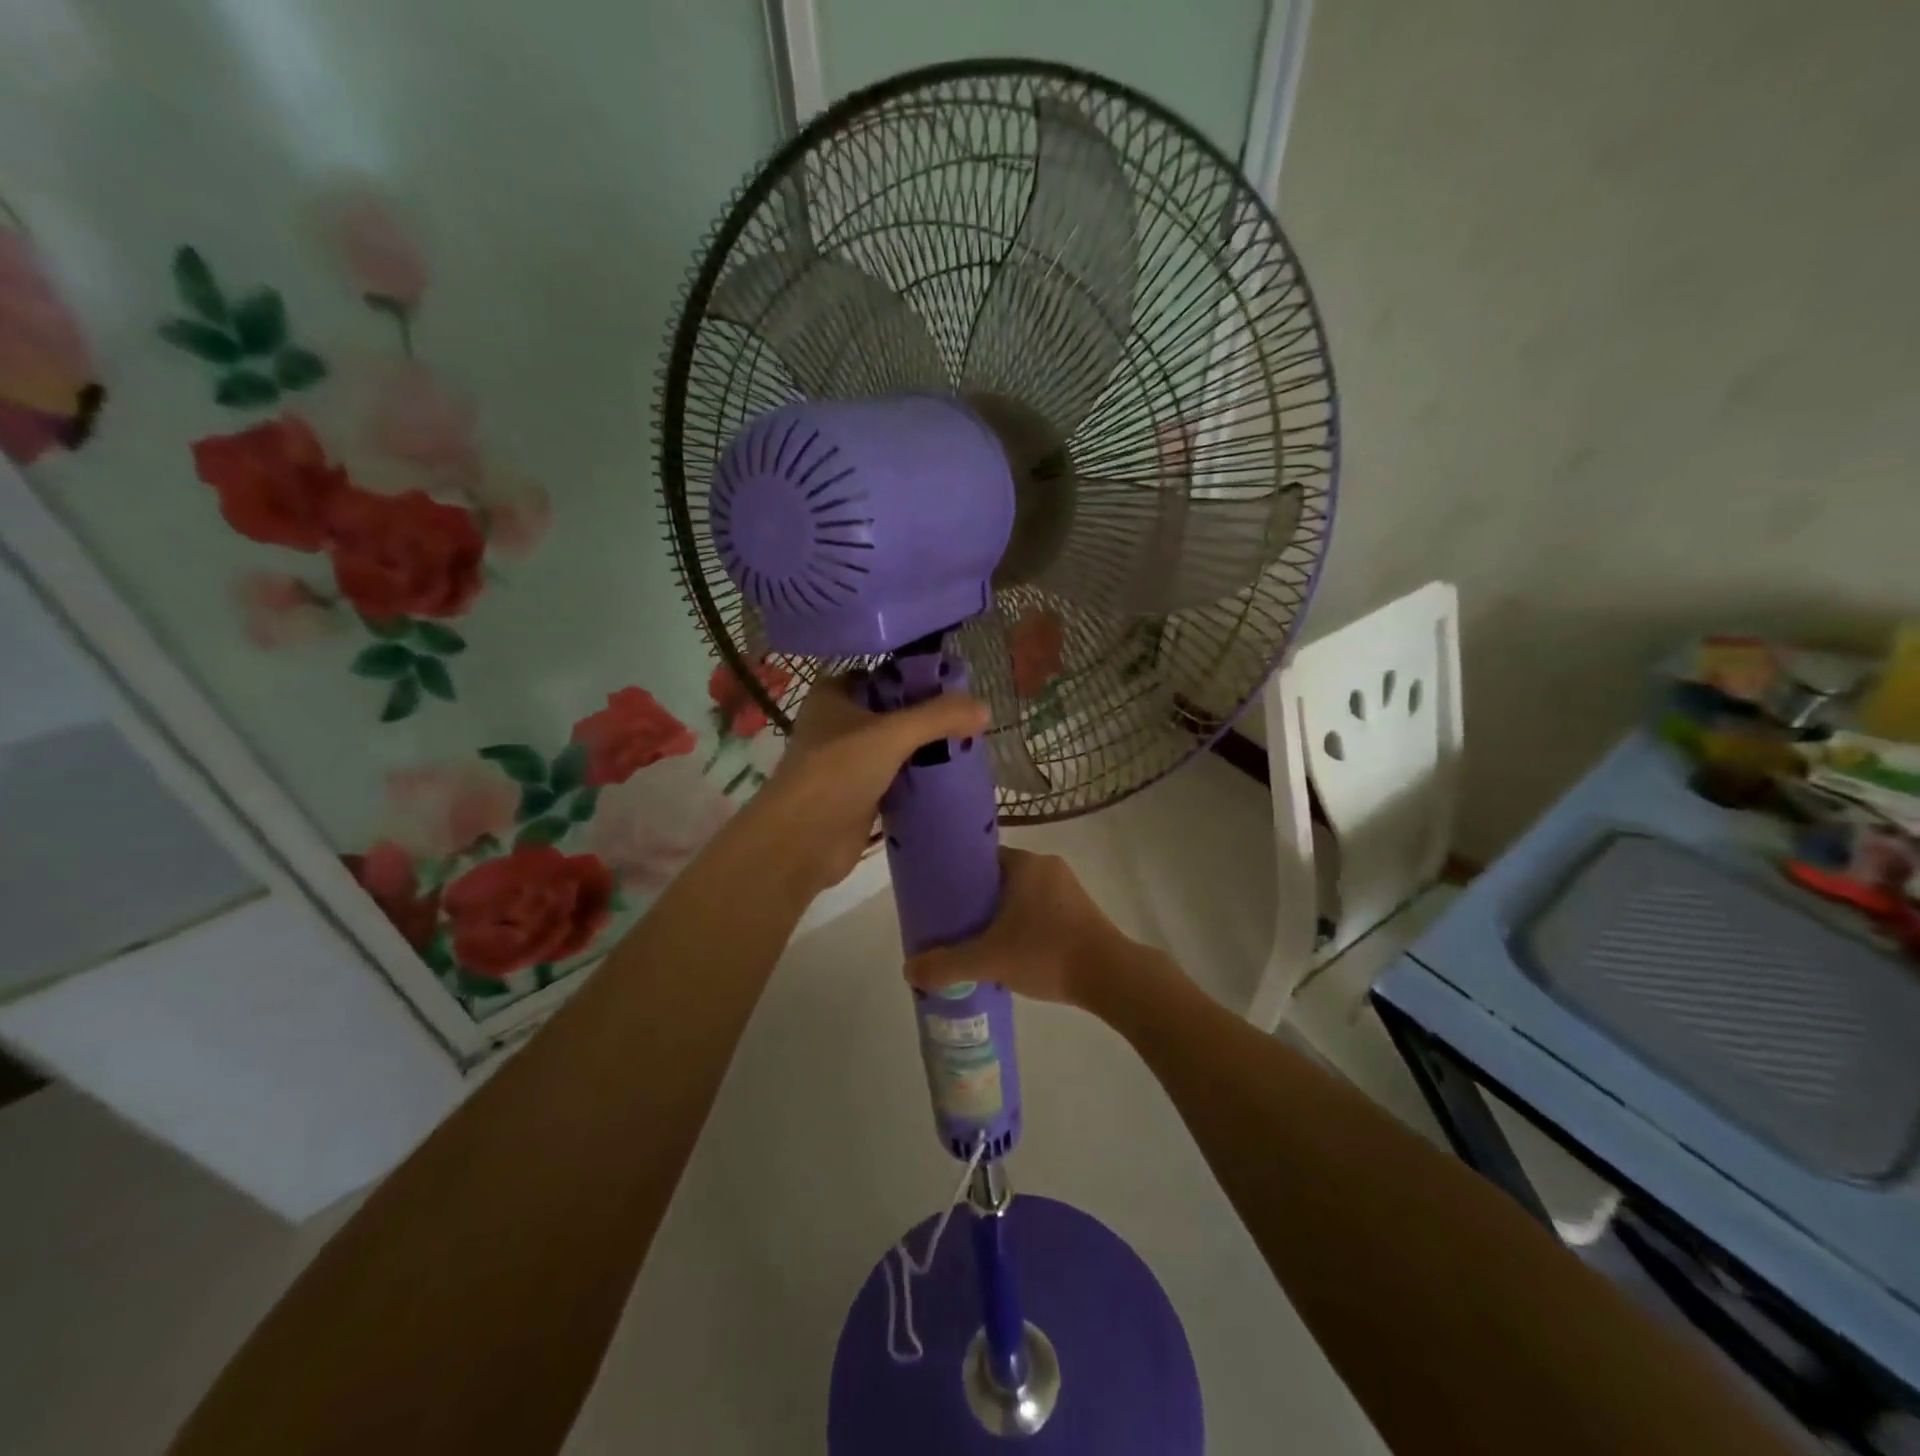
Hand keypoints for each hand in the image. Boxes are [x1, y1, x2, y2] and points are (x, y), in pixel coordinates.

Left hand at [746, 674, 988, 896]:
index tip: (957, 685)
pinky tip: (951, 777)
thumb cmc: (837, 772)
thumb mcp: (891, 734)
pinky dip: (920, 778)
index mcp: (834, 695)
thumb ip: (938, 717)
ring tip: (968, 745)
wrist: (801, 842)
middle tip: (970, 718)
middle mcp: (838, 724)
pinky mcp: (859, 795)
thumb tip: (985, 707)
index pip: (883, 675)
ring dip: (926, 749)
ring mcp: (847, 762)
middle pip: (893, 712)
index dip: (917, 677)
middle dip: (928, 716)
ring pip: (896, 747)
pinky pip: (897, 778)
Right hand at [904, 848, 1133, 1008]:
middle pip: (1000, 878)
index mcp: (1025, 863)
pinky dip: (1026, 926)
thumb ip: (947, 965)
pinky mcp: (1082, 911)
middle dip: (978, 901)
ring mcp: (1069, 888)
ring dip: (1003, 915)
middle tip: (955, 926)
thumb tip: (909, 970)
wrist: (1110, 976)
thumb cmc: (1046, 952)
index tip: (943, 899)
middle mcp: (1047, 866)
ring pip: (1023, 896)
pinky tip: (1014, 952)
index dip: (959, 877)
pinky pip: (1042, 910)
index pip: (982, 858)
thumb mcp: (988, 960)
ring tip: (980, 942)